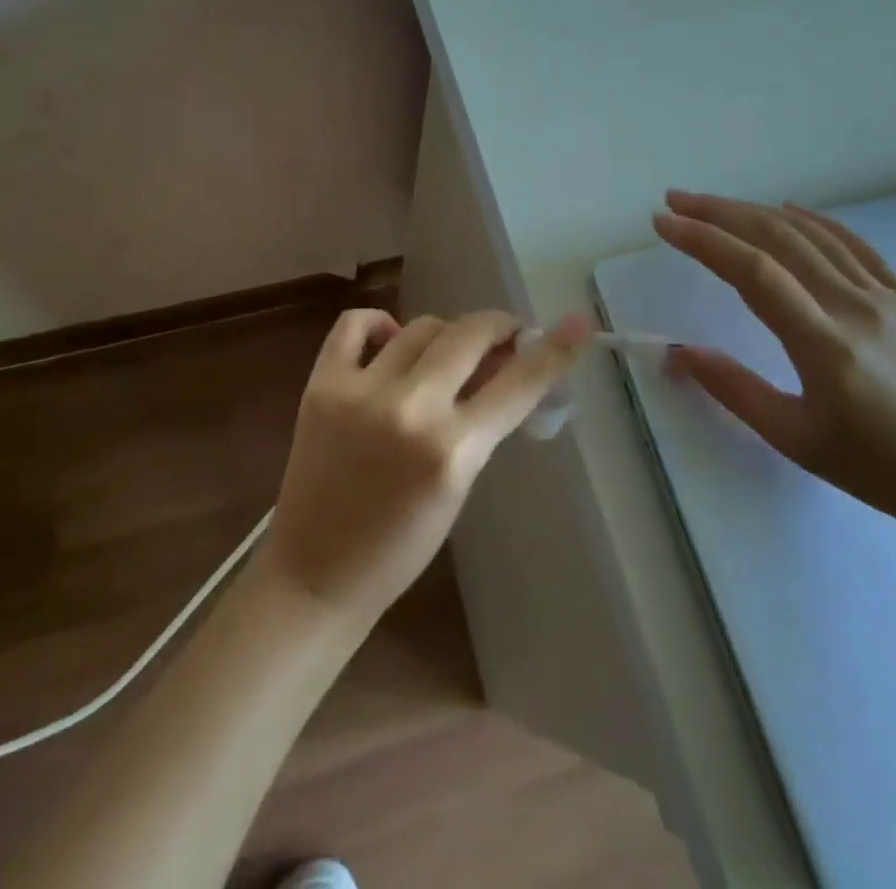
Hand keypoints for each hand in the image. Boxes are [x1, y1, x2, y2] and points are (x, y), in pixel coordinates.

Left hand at [258, 308, 590, 624]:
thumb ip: (483, 420)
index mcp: (452, 449)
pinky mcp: (321, 384)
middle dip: (498, 328)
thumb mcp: (460, 483)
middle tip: (505, 337)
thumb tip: (504, 362)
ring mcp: (360, 391)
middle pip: (470, 334)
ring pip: (422, 326)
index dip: (555, 349)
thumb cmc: (402, 545)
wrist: (316, 573)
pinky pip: (355, 323)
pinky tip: (390, 342)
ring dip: (445, 336)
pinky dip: (379, 324)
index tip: (579, 322)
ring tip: (444, 356)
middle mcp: (410, 410)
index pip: (519, 383)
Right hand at [653, 191, 895, 544]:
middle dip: (720, 213)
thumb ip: (735, 390)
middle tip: (676, 201)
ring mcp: (887, 296)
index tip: (663, 224)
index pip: (753, 271)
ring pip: (812, 234)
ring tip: (715, 204)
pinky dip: (816, 221)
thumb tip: (679, 353)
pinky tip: (791, 209)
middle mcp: (855, 306)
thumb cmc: (883, 471)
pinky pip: (856, 245)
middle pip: (778, 238)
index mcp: (825, 344)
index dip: (703, 240)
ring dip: (757, 210)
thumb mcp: (797, 440)